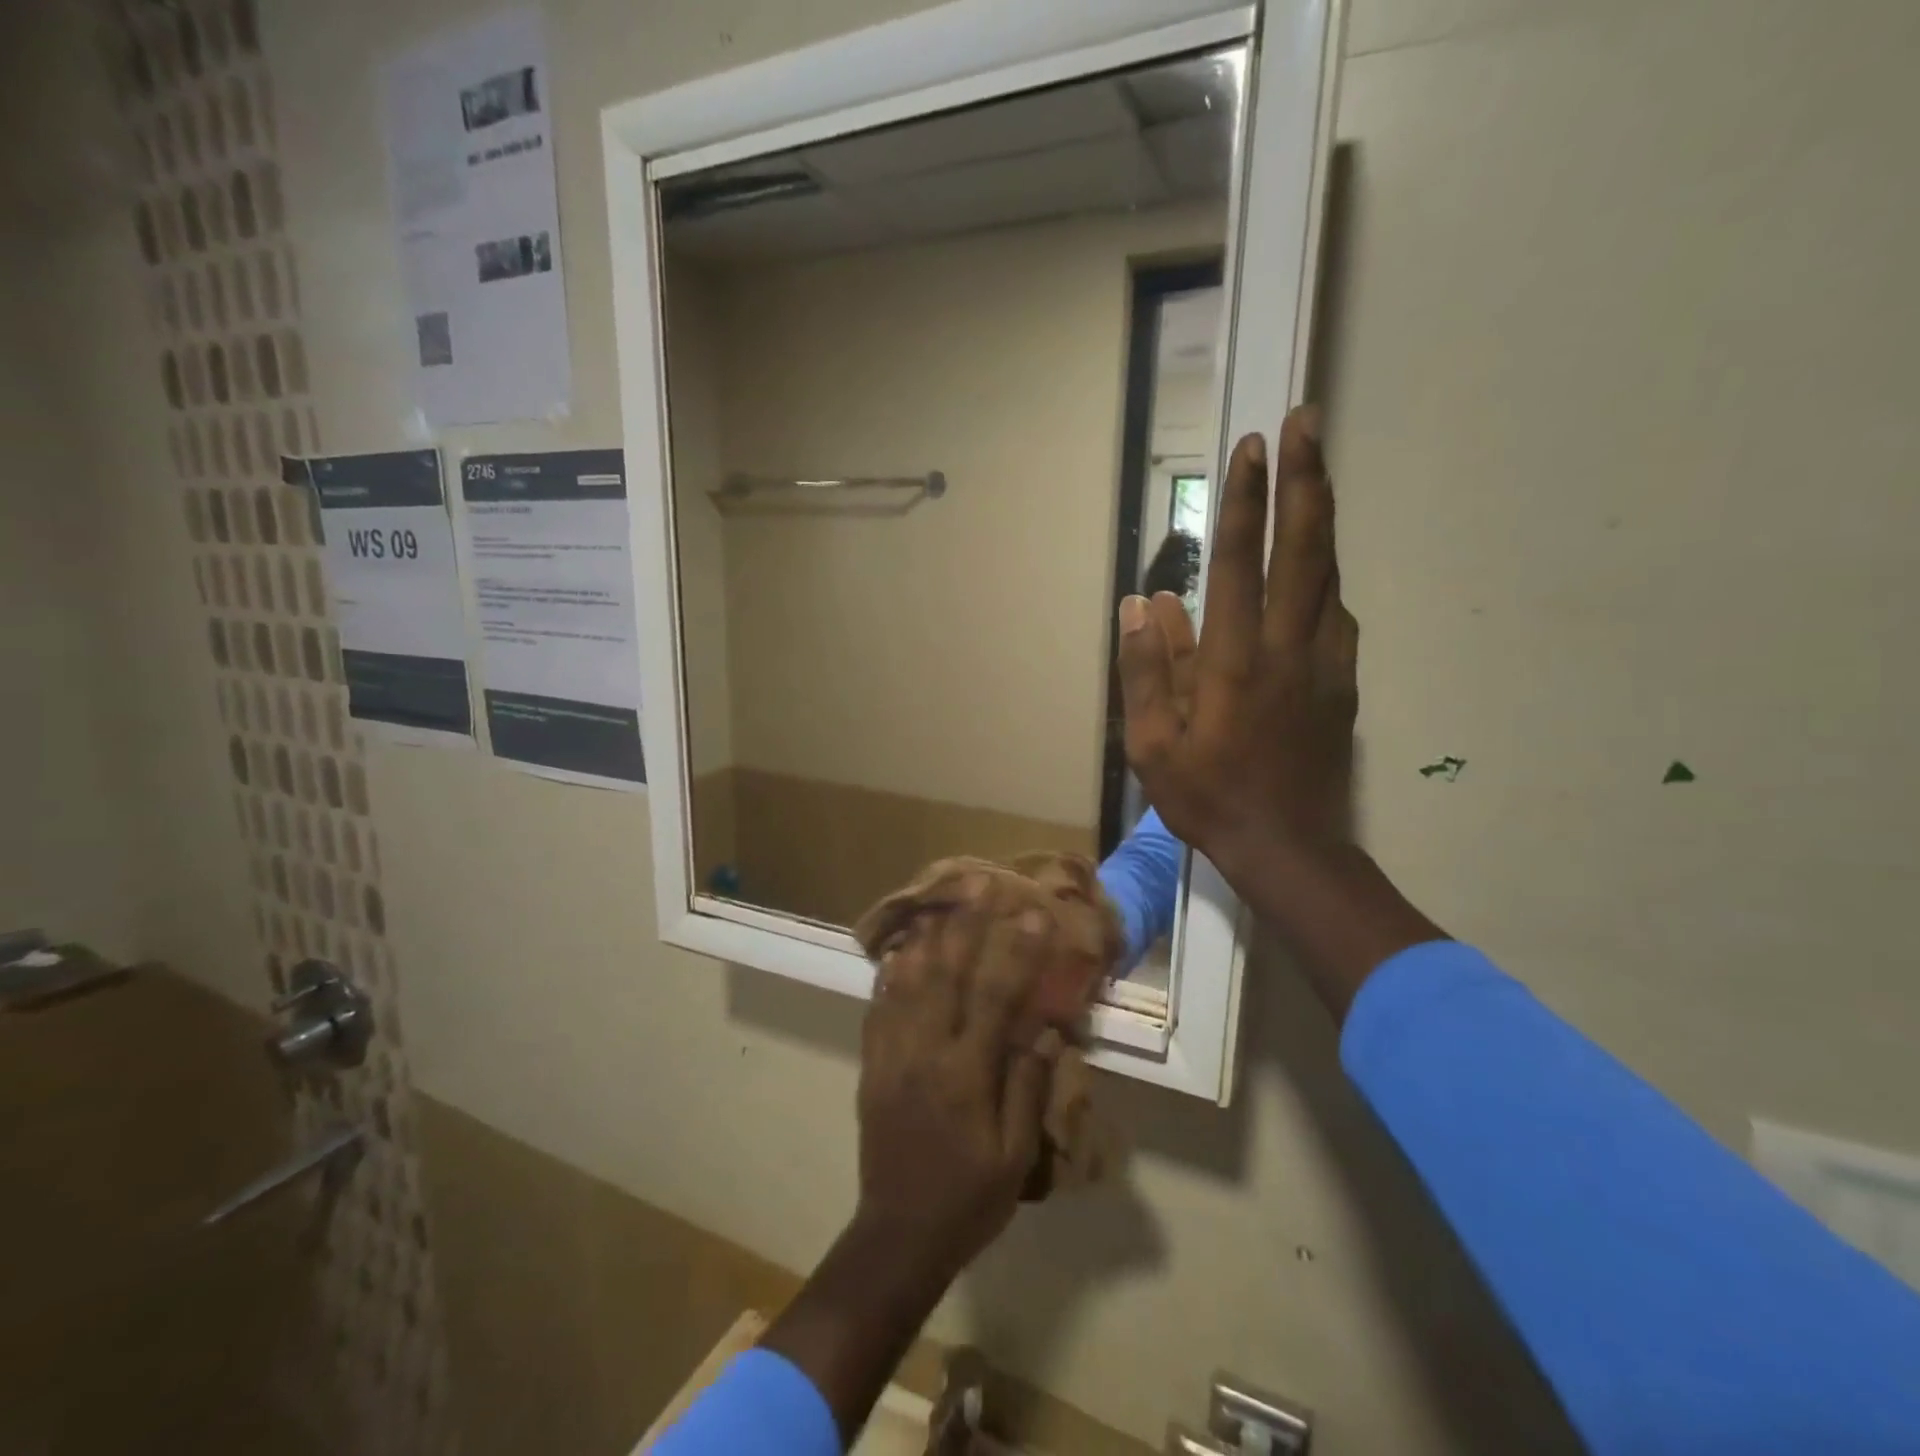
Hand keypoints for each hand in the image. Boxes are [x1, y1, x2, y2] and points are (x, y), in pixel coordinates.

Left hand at [855, 879, 1057, 1282]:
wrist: (898, 1234)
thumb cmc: (969, 1198)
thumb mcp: (1014, 1156)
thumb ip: (1027, 1087)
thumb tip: (1043, 1029)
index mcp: (965, 1074)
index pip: (994, 997)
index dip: (1015, 951)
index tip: (1031, 914)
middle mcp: (924, 1052)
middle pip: (944, 973)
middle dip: (964, 924)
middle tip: (978, 884)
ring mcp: (891, 1054)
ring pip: (906, 980)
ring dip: (925, 935)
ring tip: (939, 900)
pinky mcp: (871, 1064)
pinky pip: (878, 1005)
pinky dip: (889, 971)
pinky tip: (899, 948)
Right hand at [1117, 407, 1356, 871]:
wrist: (1287, 847)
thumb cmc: (1208, 798)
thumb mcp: (1151, 747)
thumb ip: (1146, 672)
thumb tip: (1142, 604)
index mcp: (1233, 662)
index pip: (1240, 565)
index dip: (1245, 502)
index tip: (1251, 448)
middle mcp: (1286, 649)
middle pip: (1303, 550)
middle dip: (1306, 480)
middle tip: (1308, 423)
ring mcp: (1324, 664)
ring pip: (1328, 575)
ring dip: (1321, 518)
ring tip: (1315, 473)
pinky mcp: (1343, 683)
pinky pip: (1337, 616)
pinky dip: (1327, 579)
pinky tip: (1318, 569)